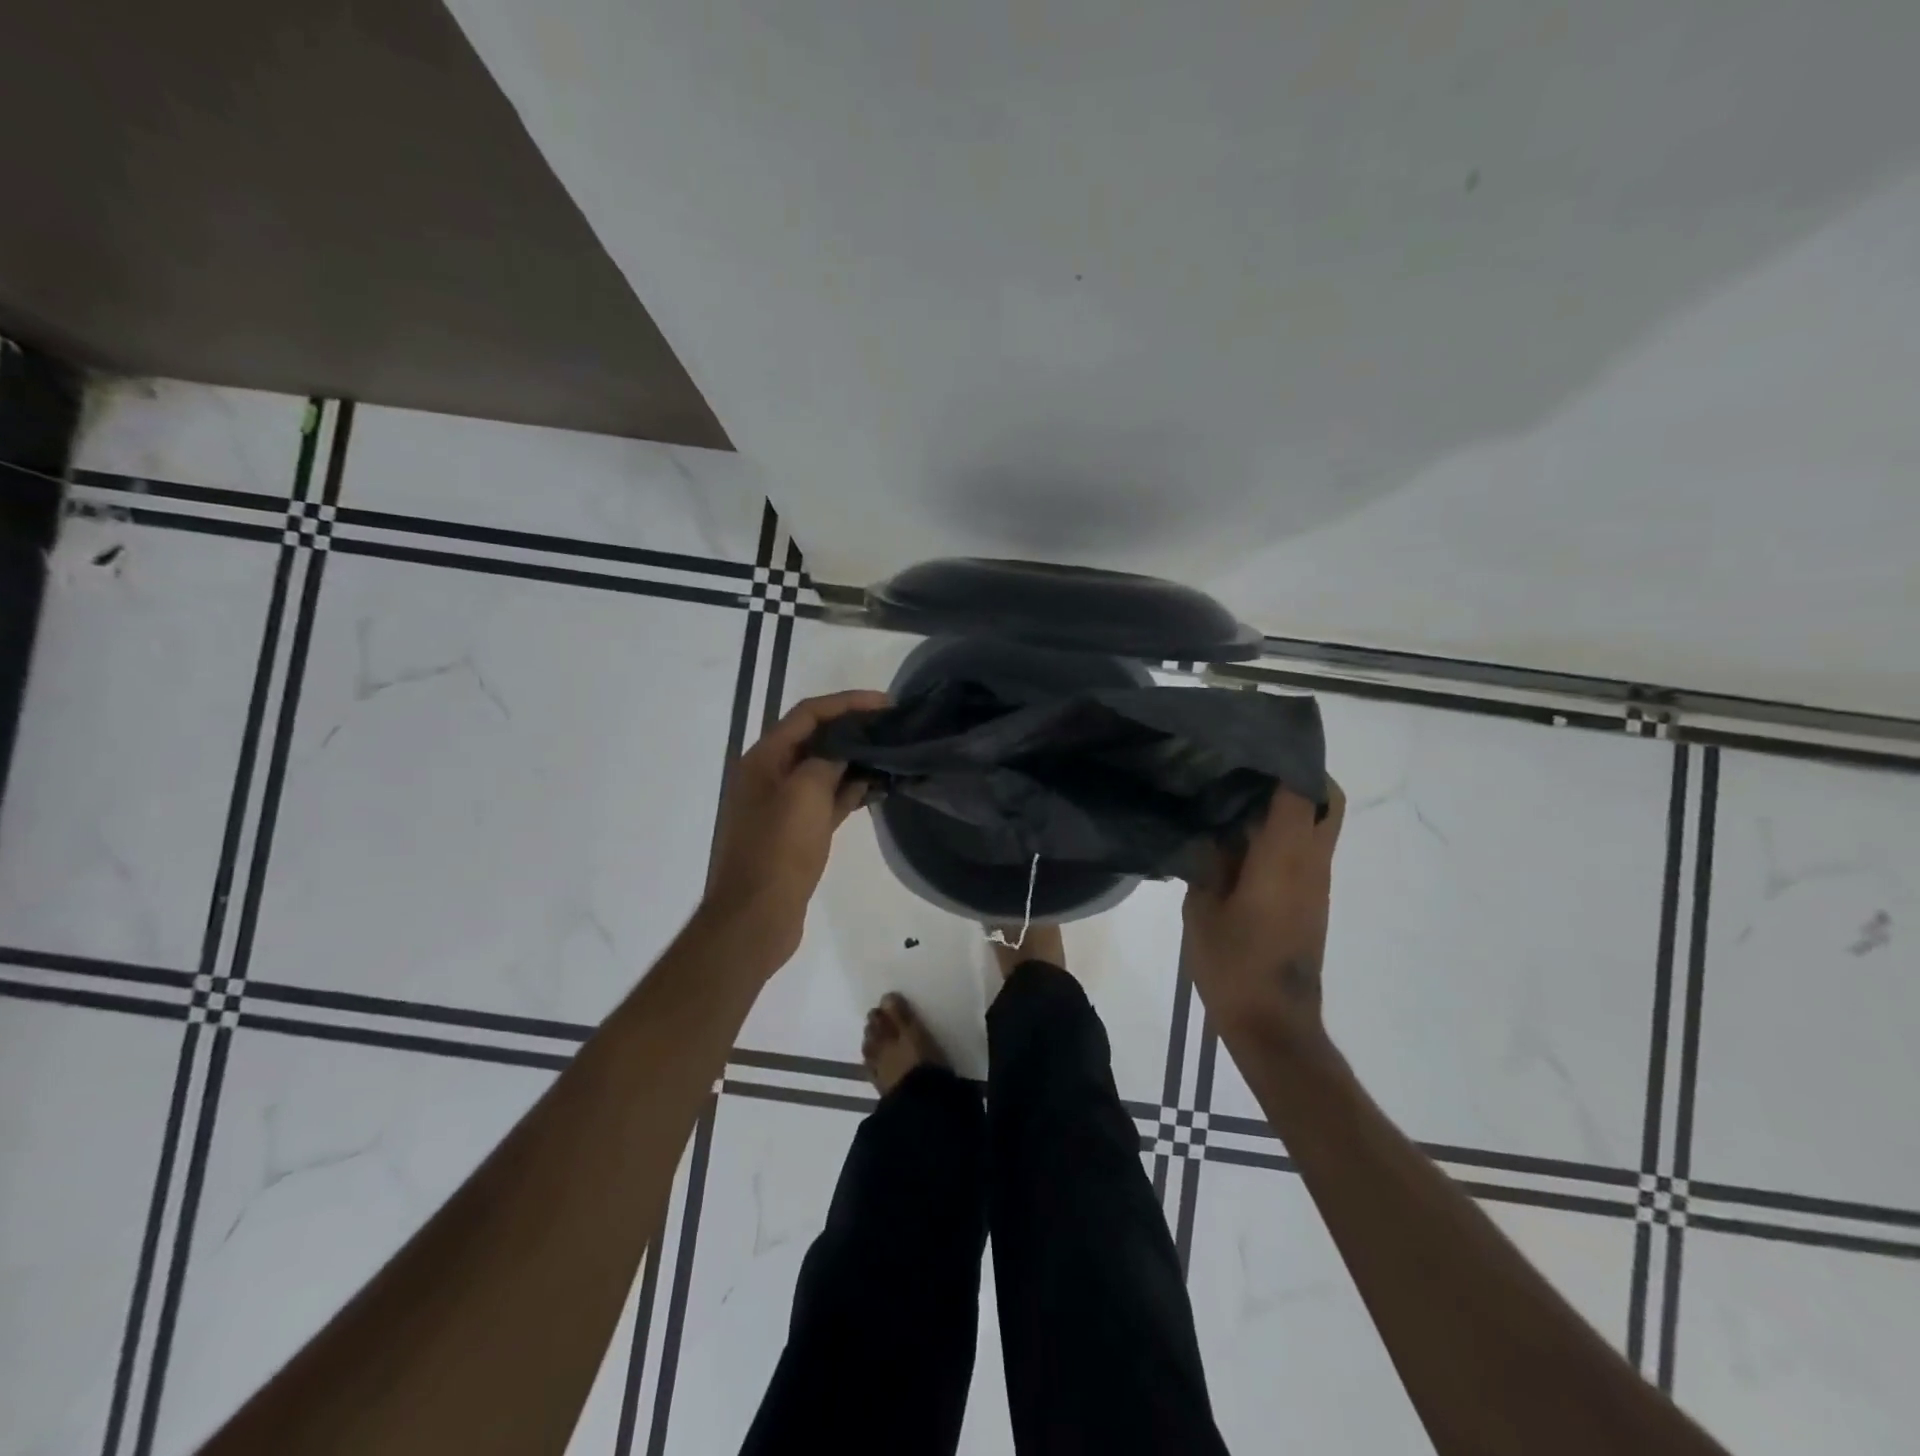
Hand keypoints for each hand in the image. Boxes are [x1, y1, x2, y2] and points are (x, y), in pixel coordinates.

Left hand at [702, 689, 888, 964]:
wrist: (756, 916)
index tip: (885, 703)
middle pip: (816, 738)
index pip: (808, 714)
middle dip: (853, 729)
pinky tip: (876, 788)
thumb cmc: (778, 850)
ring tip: (892, 754)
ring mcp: (783, 805)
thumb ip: (828, 760)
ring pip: (824, 770)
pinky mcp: (796, 831)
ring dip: (855, 760)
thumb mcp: (805, 794)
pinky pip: (827, 799)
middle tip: (893, 727)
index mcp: (764, 758)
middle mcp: (771, 775)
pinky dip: (849, 790)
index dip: (847, 703)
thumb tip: (847, 749)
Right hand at [1181, 778, 1345, 1046]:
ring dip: (1289, 803)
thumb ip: (1208, 863)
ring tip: (1236, 794)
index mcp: (1284, 858)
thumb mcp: (1202, 910)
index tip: (1252, 742)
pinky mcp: (1311, 901)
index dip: (1284, 759)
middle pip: (1327, 801)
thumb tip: (1214, 834)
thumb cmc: (1233, 965)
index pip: (1300, 791)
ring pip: (1318, 825)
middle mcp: (1311, 863)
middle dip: (1300, 775)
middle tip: (1252, 765)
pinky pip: (1306, 850)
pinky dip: (1283, 831)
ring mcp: (1316, 883)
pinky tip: (1240, 838)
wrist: (1273, 1025)